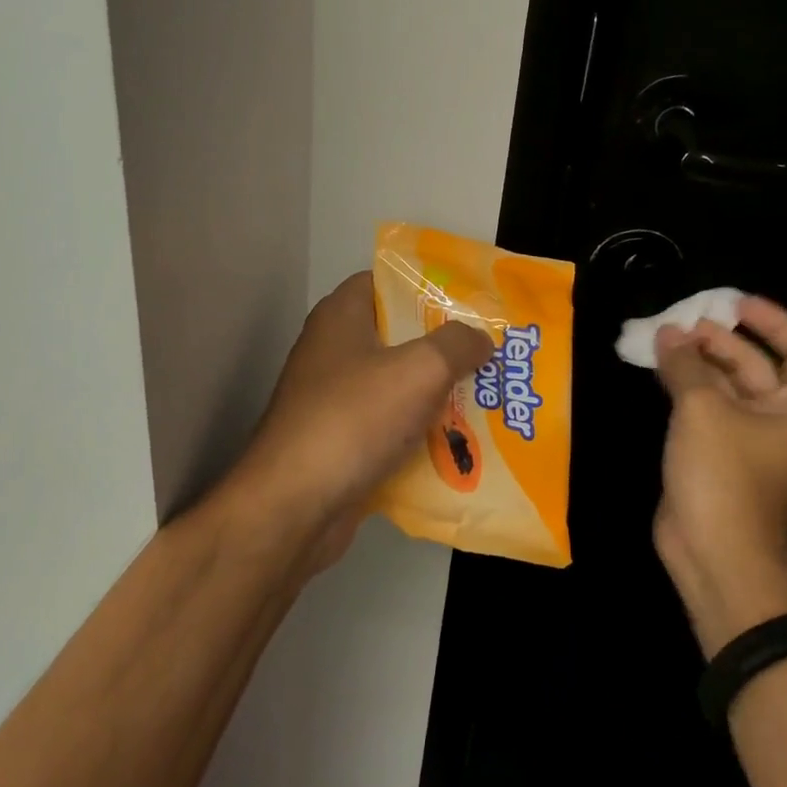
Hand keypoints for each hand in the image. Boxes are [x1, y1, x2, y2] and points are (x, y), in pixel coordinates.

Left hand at [229, 272, 492, 575]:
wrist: (294, 505)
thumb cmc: (354, 419)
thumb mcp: (419, 370)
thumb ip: (456, 344)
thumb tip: (480, 337)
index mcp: (341, 316)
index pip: (385, 282)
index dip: (427, 287)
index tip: (471, 304)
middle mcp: (332, 350)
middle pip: (396, 336)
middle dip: (444, 348)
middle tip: (492, 356)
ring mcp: (332, 399)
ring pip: (395, 386)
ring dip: (436, 396)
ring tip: (488, 401)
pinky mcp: (337, 441)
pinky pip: (387, 428)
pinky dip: (417, 436)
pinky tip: (458, 448)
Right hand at [652, 295, 786, 653]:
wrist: (714, 551)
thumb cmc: (724, 475)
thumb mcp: (702, 409)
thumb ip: (685, 364)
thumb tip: (668, 332)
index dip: (772, 320)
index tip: (733, 301)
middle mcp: (783, 420)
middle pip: (758, 365)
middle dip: (720, 340)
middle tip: (680, 321)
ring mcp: (750, 440)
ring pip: (727, 387)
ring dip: (698, 362)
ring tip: (662, 339)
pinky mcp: (719, 455)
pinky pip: (707, 409)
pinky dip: (685, 387)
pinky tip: (658, 371)